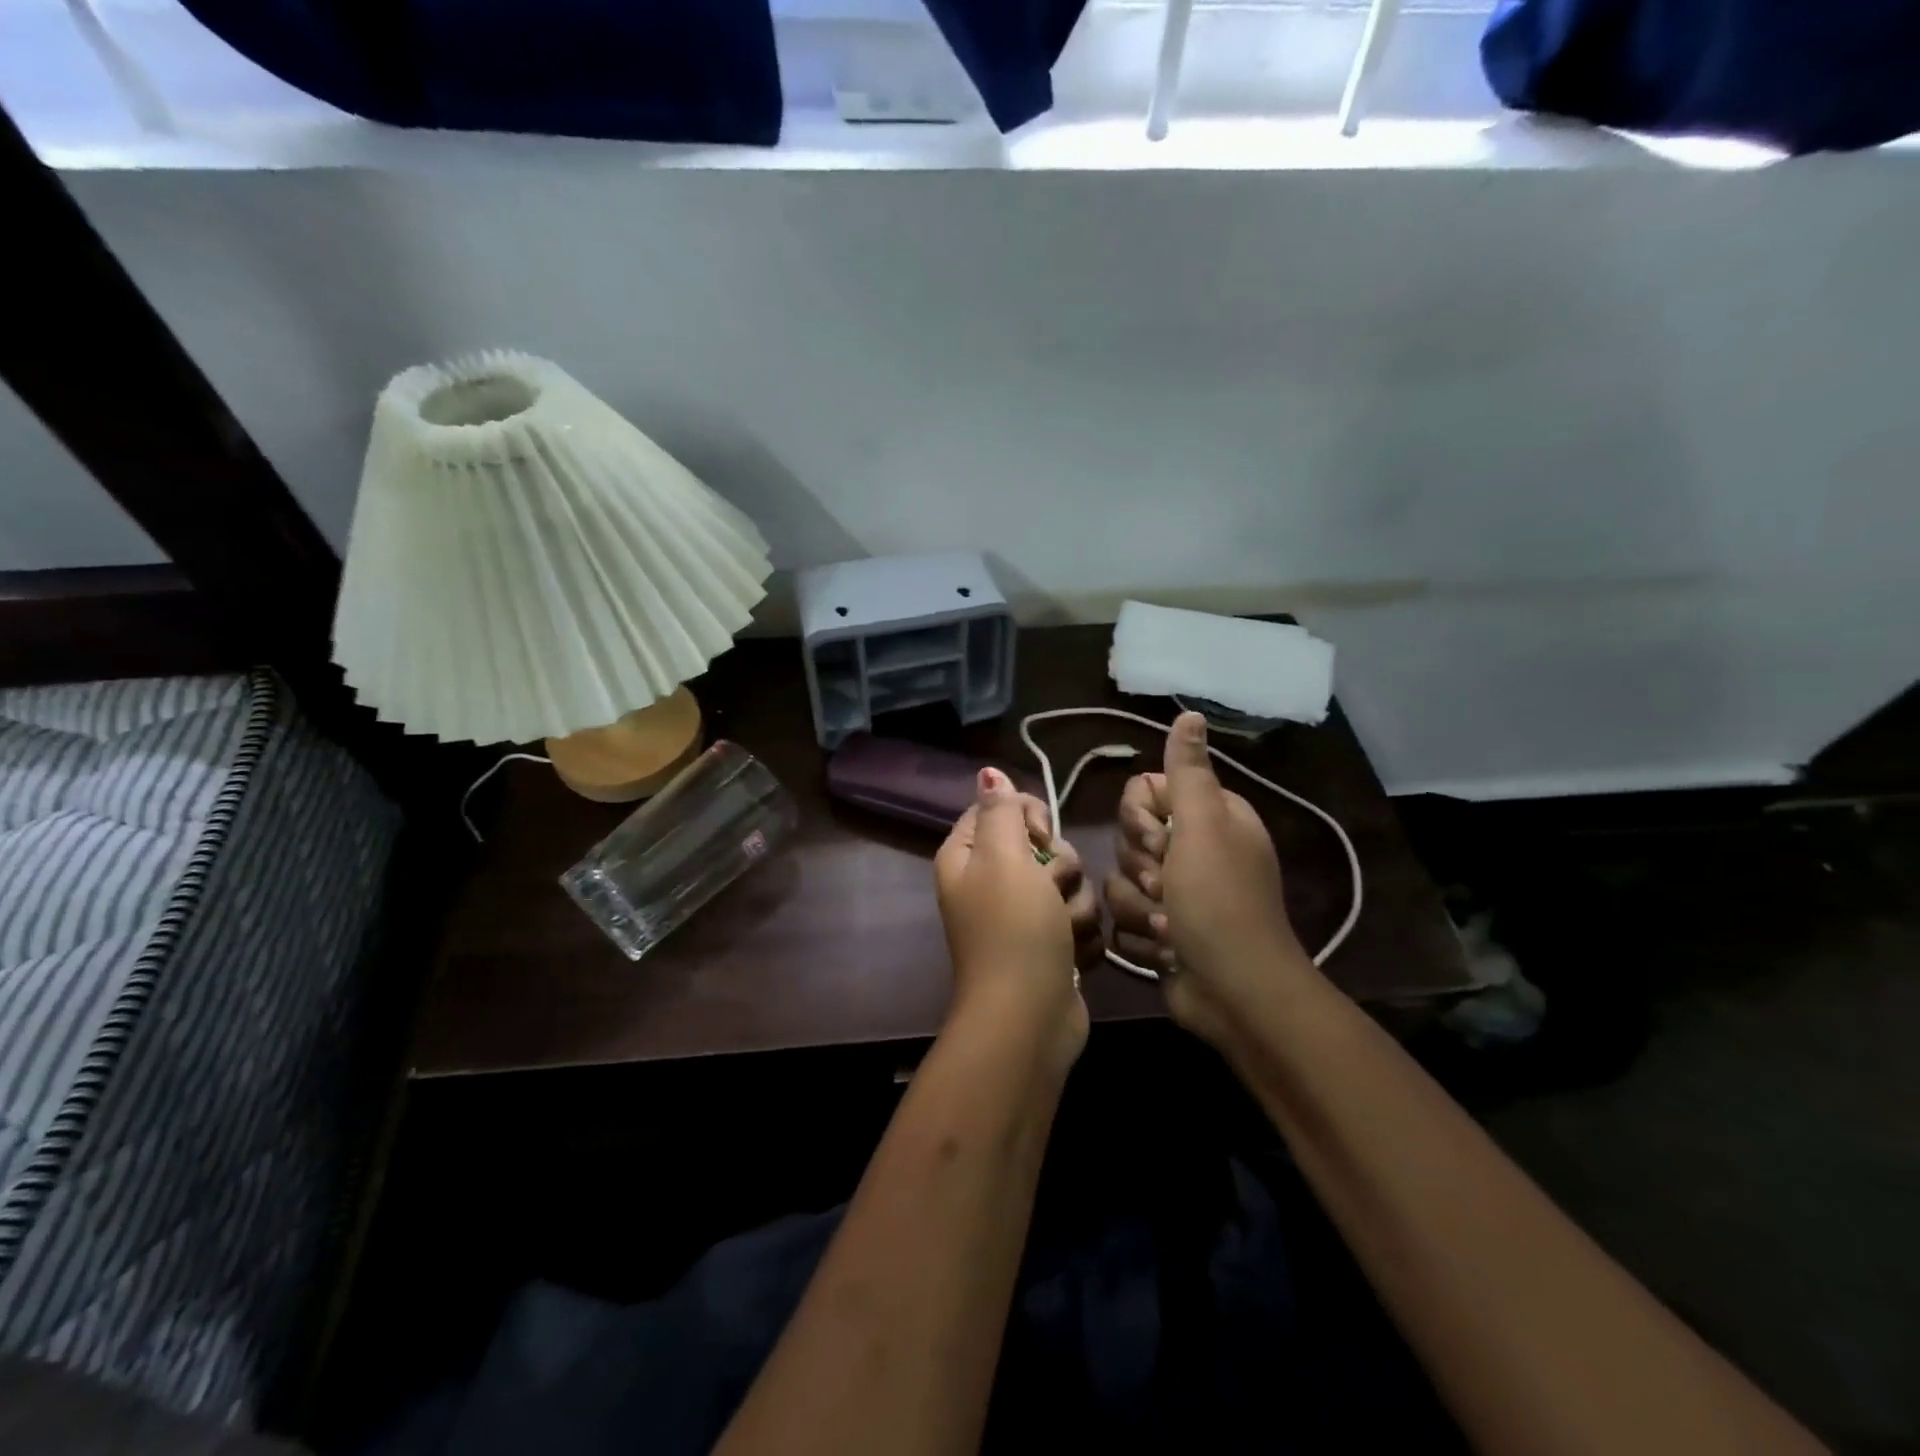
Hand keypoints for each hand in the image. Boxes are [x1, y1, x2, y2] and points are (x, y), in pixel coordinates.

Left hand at [935, 769, 1091, 1069]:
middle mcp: (990, 882)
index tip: (1038, 836)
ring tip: (1062, 930)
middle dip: (1058, 866)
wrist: (1029, 1018)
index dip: (1027, 816)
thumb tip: (988, 772)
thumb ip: (1000, 810)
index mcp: (967, 856)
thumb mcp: (1003, 857)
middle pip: (1040, 845)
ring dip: (1073, 905)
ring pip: (1067, 882)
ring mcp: (1021, 916)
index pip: (1000, 808)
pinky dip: (1079, 935)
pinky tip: (1071, 954)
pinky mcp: (1049, 944)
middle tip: (1049, 889)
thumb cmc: (1013, 929)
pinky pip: (1076, 918)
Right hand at [1105, 712, 1311, 1047]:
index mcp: (1208, 817)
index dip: (1140, 817)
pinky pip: (1122, 917)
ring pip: (1119, 880)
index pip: (1143, 792)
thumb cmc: (1218, 901)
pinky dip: (1142, 936)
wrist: (1234, 992)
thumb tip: (1189, 713)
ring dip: (1139, 907)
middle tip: (1168, 887)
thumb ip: (1188, 771)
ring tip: (1170, 926)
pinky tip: (1166, 950)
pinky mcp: (1160, 928)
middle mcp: (1192, 849)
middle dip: (1141, 867)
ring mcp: (1175, 892)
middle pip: (1127, 837)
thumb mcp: (1203, 827)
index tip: (1160, 839)